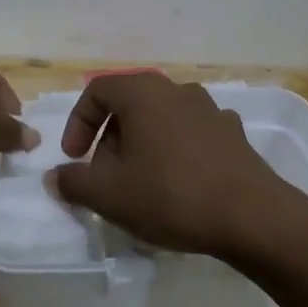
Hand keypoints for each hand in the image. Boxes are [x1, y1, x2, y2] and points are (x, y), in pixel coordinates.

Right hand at [48, 73, 296, 257]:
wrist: (252, 216)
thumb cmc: (171, 195)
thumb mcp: (109, 195)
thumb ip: (74, 182)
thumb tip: (55, 177)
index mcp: (143, 92)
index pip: (97, 90)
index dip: (78, 123)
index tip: (76, 159)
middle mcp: (176, 90)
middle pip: (130, 104)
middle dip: (110, 138)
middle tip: (106, 175)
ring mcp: (210, 109)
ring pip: (161, 119)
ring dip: (143, 144)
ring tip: (141, 182)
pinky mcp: (233, 133)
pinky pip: (191, 134)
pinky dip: (175, 151)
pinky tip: (179, 183)